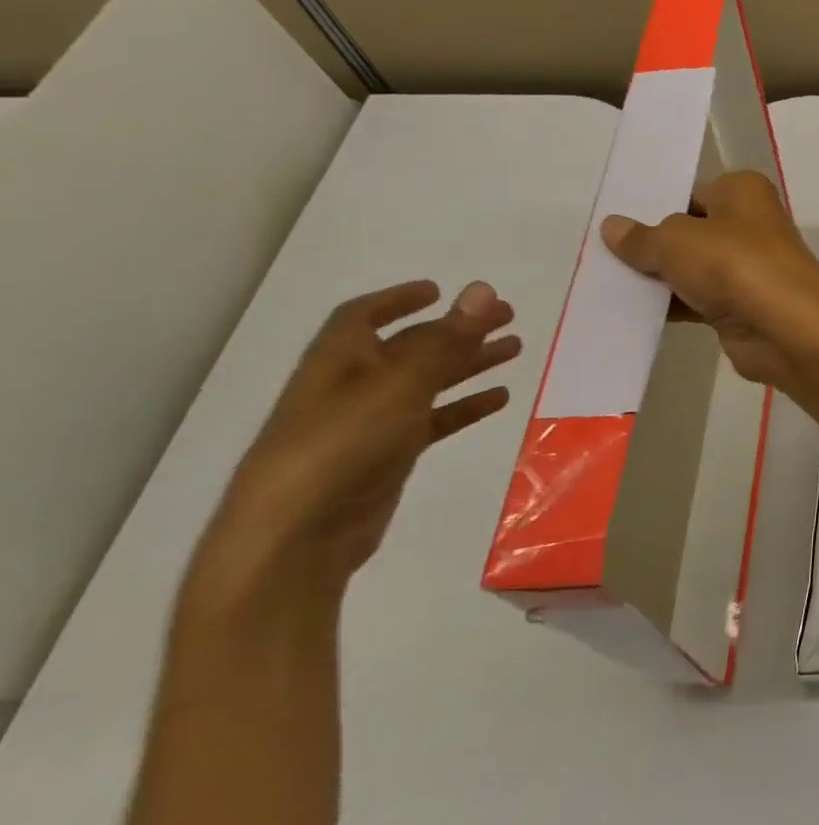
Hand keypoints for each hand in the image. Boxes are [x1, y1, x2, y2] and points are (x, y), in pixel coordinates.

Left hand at [198, 280, 520, 592]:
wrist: (298, 535)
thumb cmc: (341, 444)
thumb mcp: (400, 384)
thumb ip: (446, 339)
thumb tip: (483, 288)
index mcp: (340, 360)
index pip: (363, 316)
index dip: (399, 299)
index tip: (440, 290)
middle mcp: (353, 385)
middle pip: (410, 346)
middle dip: (456, 329)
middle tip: (508, 316)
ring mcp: (370, 423)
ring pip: (428, 381)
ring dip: (469, 363)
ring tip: (515, 349)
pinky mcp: (388, 456)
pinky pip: (433, 420)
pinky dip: (464, 406)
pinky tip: (499, 398)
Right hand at [601, 171, 818, 389]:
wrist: (787, 329)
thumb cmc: (735, 265)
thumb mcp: (676, 242)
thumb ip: (642, 238)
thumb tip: (613, 228)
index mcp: (743, 191)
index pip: (692, 193)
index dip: (656, 207)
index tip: (615, 224)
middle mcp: (750, 224)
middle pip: (690, 232)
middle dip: (652, 245)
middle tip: (600, 255)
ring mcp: (748, 268)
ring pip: (692, 268)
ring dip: (658, 279)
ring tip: (604, 284)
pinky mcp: (742, 306)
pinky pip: (697, 301)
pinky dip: (671, 306)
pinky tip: (631, 313)